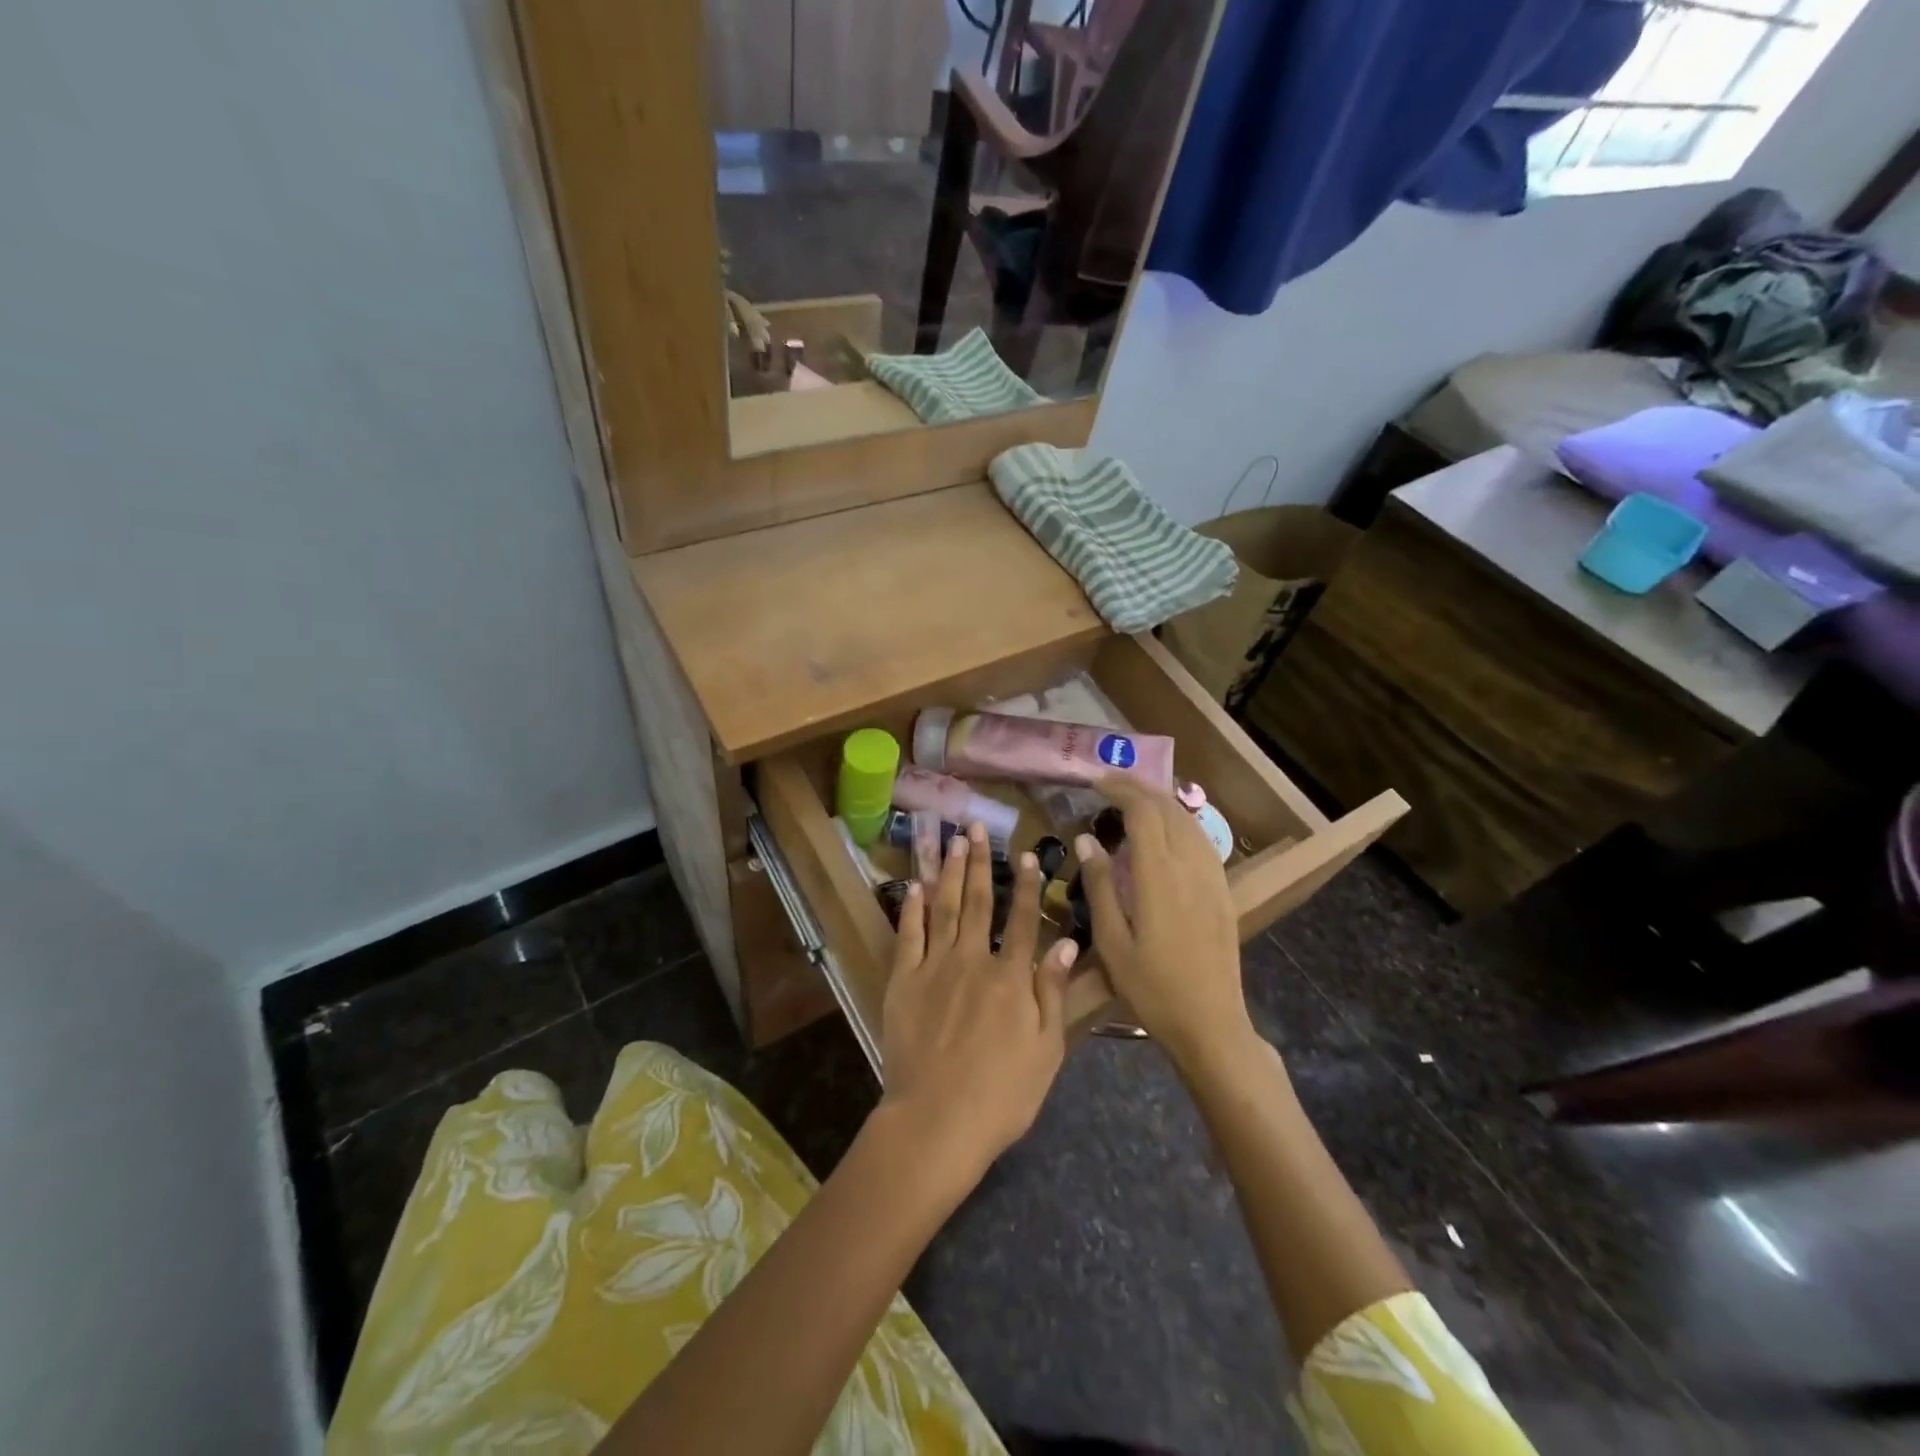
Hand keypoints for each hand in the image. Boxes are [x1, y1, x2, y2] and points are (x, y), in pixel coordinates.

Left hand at [878, 822, 1079, 1180]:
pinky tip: (914, 885)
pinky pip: (908, 935)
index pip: (1023, 920)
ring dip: (947, 871)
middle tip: (977, 828)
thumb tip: (1065, 942)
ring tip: (951, 841)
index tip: (1027, 855)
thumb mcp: (1045, 1050)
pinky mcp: (903, 981)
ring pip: (943, 908)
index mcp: (1011, 978)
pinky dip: (911, 908)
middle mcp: (973, 960)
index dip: (1027, 886)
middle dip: (979, 862)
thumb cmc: (1001, 1095)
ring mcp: (934, 968)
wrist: (936, 1121)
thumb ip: (1052, 992)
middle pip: (977, 902)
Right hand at [1078, 774, 1250, 1064]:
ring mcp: (1212, 877)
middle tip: (1109, 784)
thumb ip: (1100, 886)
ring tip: (1132, 800)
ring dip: (1160, 802)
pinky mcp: (1222, 891)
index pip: (1143, 812)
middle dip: (1139, 788)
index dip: (1120, 789)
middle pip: (1168, 808)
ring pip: (1188, 821)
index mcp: (1158, 876)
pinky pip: (1201, 840)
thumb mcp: (1112, 943)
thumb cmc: (1152, 989)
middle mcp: (1189, 866)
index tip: (1096, 782)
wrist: (1211, 1023)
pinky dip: (1179, 822)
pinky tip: (1165, 831)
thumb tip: (1087, 840)